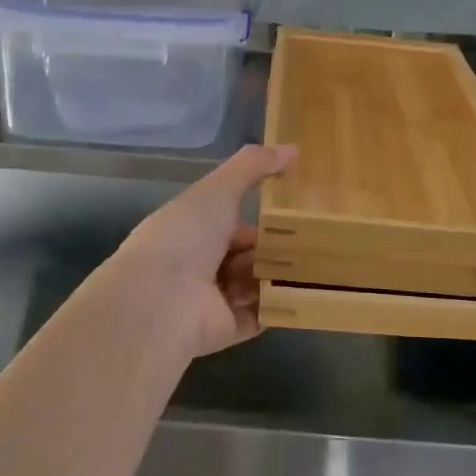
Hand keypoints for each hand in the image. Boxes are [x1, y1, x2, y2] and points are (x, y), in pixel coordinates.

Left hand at [114, 144, 297, 357]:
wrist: (162, 299)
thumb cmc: (187, 235)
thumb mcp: (220, 188)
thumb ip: (253, 166)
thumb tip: (292, 148)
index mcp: (193, 229)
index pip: (232, 222)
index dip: (259, 218)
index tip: (293, 215)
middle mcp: (200, 264)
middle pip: (246, 255)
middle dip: (273, 249)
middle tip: (310, 242)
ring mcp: (212, 299)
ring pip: (255, 284)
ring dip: (278, 275)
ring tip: (312, 265)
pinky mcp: (226, 328)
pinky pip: (261, 316)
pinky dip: (279, 306)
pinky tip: (307, 292)